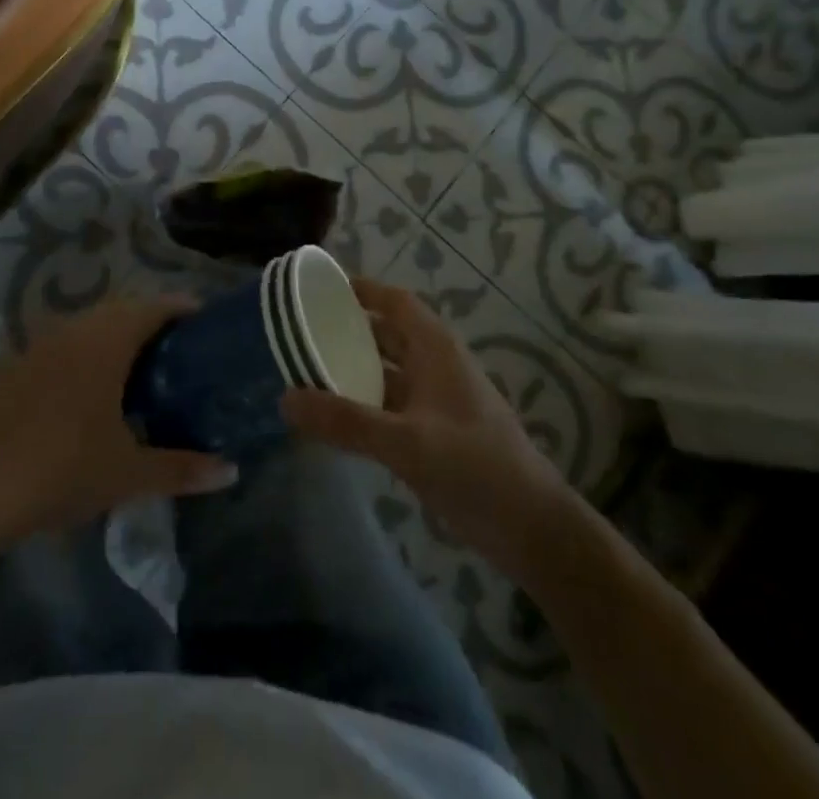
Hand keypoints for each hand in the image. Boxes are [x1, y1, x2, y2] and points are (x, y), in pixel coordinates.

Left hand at [0, 297, 238, 542]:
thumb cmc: (64, 468)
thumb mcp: (129, 473)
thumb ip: (182, 468)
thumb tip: (231, 471)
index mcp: (107, 342)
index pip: (153, 307)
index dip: (181, 308)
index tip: (204, 320)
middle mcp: (76, 330)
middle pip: (122, 309)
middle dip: (151, 320)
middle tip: (178, 347)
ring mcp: (42, 344)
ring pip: (90, 323)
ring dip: (116, 333)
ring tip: (140, 364)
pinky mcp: (19, 364)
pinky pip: (65, 342)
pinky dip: (87, 350)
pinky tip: (91, 384)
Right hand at [282, 279, 566, 576]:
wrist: (533, 530)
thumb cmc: (475, 468)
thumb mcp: (406, 443)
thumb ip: (346, 422)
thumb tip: (285, 400)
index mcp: (436, 349)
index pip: (395, 301)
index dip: (362, 289)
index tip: (320, 288)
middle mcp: (436, 366)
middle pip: (388, 333)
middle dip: (349, 330)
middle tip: (302, 331)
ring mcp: (437, 400)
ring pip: (388, 370)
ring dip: (354, 368)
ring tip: (308, 370)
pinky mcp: (436, 432)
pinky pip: (392, 404)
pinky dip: (364, 402)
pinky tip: (337, 417)